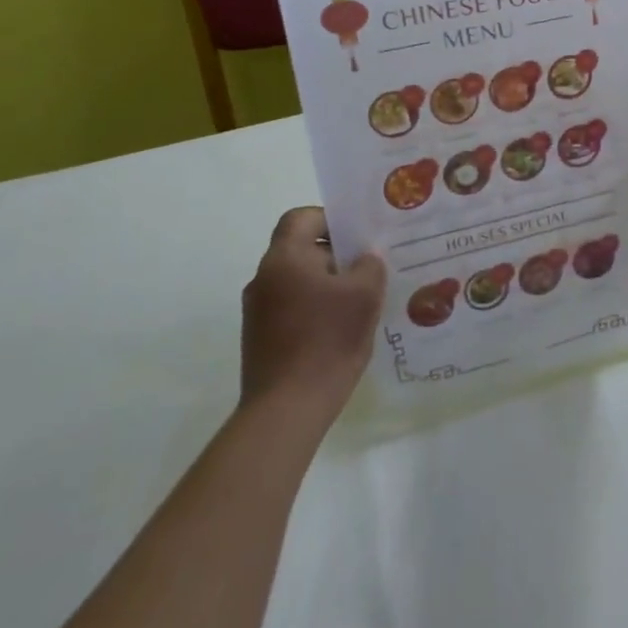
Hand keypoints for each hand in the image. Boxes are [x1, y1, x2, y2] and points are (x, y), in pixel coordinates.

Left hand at [241, 207, 385, 409]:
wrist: (287, 410)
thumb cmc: (327, 340)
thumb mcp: (365, 294)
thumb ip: (370, 265)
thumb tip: (364, 260)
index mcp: (284, 259)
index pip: (301, 218)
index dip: (330, 219)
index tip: (358, 235)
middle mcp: (264, 279)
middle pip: (300, 249)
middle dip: (336, 254)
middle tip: (369, 266)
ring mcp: (257, 311)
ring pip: (298, 280)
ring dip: (327, 283)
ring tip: (360, 299)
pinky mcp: (260, 338)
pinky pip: (292, 307)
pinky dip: (315, 308)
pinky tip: (341, 327)